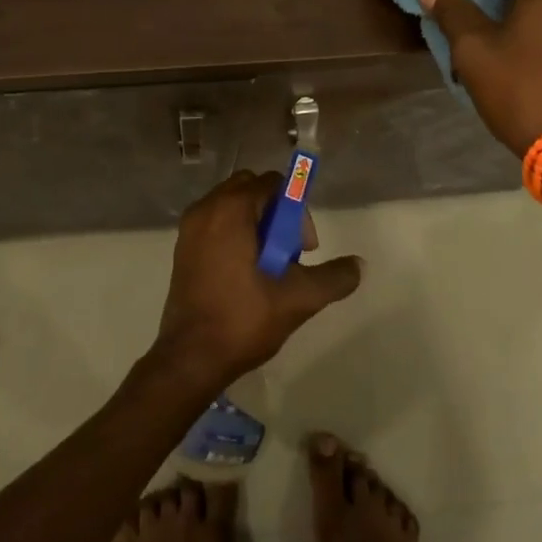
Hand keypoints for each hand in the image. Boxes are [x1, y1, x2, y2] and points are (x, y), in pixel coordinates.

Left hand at [152, 171, 362, 389]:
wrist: (190, 358)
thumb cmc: (243, 319)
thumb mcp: (298, 298)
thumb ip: (333, 277)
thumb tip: (360, 265)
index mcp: (231, 209)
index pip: (273, 184)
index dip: (296, 211)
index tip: (304, 249)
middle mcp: (206, 208)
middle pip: (251, 190)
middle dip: (277, 214)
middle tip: (289, 255)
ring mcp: (189, 227)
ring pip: (232, 206)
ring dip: (256, 225)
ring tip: (269, 267)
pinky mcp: (182, 247)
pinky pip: (215, 223)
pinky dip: (235, 235)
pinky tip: (246, 274)